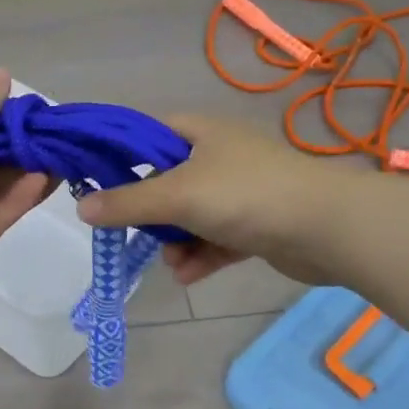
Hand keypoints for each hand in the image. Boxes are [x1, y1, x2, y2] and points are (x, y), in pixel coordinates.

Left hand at [0, 69, 53, 294]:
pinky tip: (44, 179)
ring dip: (31, 173)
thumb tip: (4, 73)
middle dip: (28, 151)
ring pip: (4, 189)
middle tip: (64, 138)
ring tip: (63, 157)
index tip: (43, 116)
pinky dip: (21, 197)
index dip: (11, 125)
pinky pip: (1, 214)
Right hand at [76, 115, 348, 286]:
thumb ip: (129, 202)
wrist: (326, 227)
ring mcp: (241, 192)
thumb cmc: (246, 196)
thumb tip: (82, 208)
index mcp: (201, 133)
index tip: (96, 182)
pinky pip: (217, 239)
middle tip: (133, 234)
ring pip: (192, 216)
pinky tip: (188, 275)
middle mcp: (220, 157)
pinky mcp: (257, 225)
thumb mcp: (178, 195)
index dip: (121, 155)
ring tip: (171, 263)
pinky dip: (202, 256)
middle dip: (150, 213)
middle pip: (168, 181)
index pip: (149, 134)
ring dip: (177, 241)